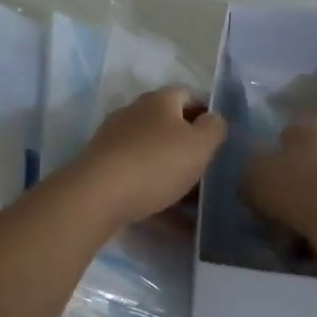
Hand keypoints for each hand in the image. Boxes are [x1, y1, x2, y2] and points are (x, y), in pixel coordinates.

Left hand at [69, 87, 226, 225]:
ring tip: (194, 204)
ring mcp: (114, 142)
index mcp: (158, 101)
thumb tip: (212, 119)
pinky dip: (157, 195)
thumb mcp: (199, 144)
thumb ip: (214, 129)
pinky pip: (138, 179)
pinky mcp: (103, 169)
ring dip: (173, 175)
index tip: (218, 139)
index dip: (206, 113)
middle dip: (188, 148)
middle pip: (168, 126)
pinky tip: (173, 222)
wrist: (97, 196)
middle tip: (207, 172)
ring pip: (153, 155)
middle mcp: (133, 114)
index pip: (187, 95)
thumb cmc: (155, 163)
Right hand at [243, 117, 316, 237]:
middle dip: (288, 182)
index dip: (269, 156)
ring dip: (302, 205)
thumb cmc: (292, 185)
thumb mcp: (252, 174)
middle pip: (303, 162)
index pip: (284, 134)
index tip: (258, 178)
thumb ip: (249, 168)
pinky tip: (303, 239)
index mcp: (308, 125)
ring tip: (283, 230)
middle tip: (269, 205)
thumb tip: (253, 170)